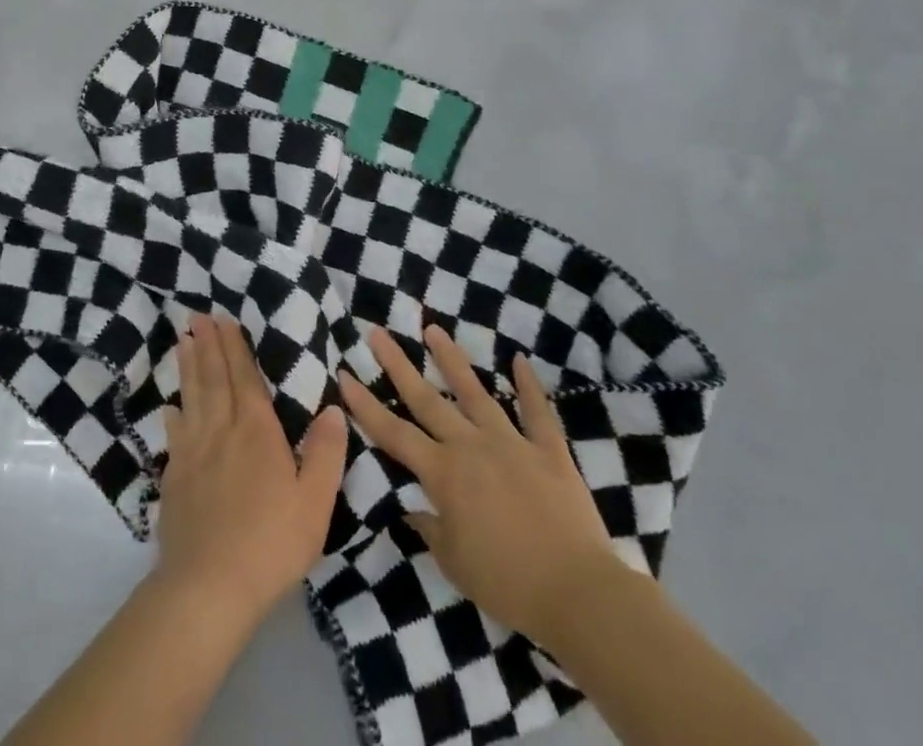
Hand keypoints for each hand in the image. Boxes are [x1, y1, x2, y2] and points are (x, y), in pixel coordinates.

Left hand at [155, 314, 348, 627]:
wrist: (209, 586)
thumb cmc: (271, 543)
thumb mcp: (315, 502)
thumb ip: (326, 452)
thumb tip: (333, 407)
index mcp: (257, 431)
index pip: (244, 377)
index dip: (234, 347)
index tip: (223, 320)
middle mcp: (221, 430)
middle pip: (213, 378)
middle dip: (208, 344)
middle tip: (197, 316)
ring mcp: (193, 452)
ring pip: (191, 397)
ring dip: (188, 366)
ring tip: (183, 340)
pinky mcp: (174, 477)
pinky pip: (174, 433)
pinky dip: (173, 413)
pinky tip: (170, 406)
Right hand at [338, 324, 621, 641]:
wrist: (578, 594)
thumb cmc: (507, 583)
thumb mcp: (454, 562)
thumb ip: (429, 527)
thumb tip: (412, 507)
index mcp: (443, 473)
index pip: (393, 433)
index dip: (365, 404)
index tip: (344, 373)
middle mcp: (471, 446)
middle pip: (427, 399)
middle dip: (398, 365)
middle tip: (378, 333)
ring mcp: (511, 443)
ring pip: (475, 392)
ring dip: (452, 359)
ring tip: (433, 329)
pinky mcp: (549, 451)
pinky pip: (537, 412)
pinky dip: (529, 386)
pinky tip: (519, 360)